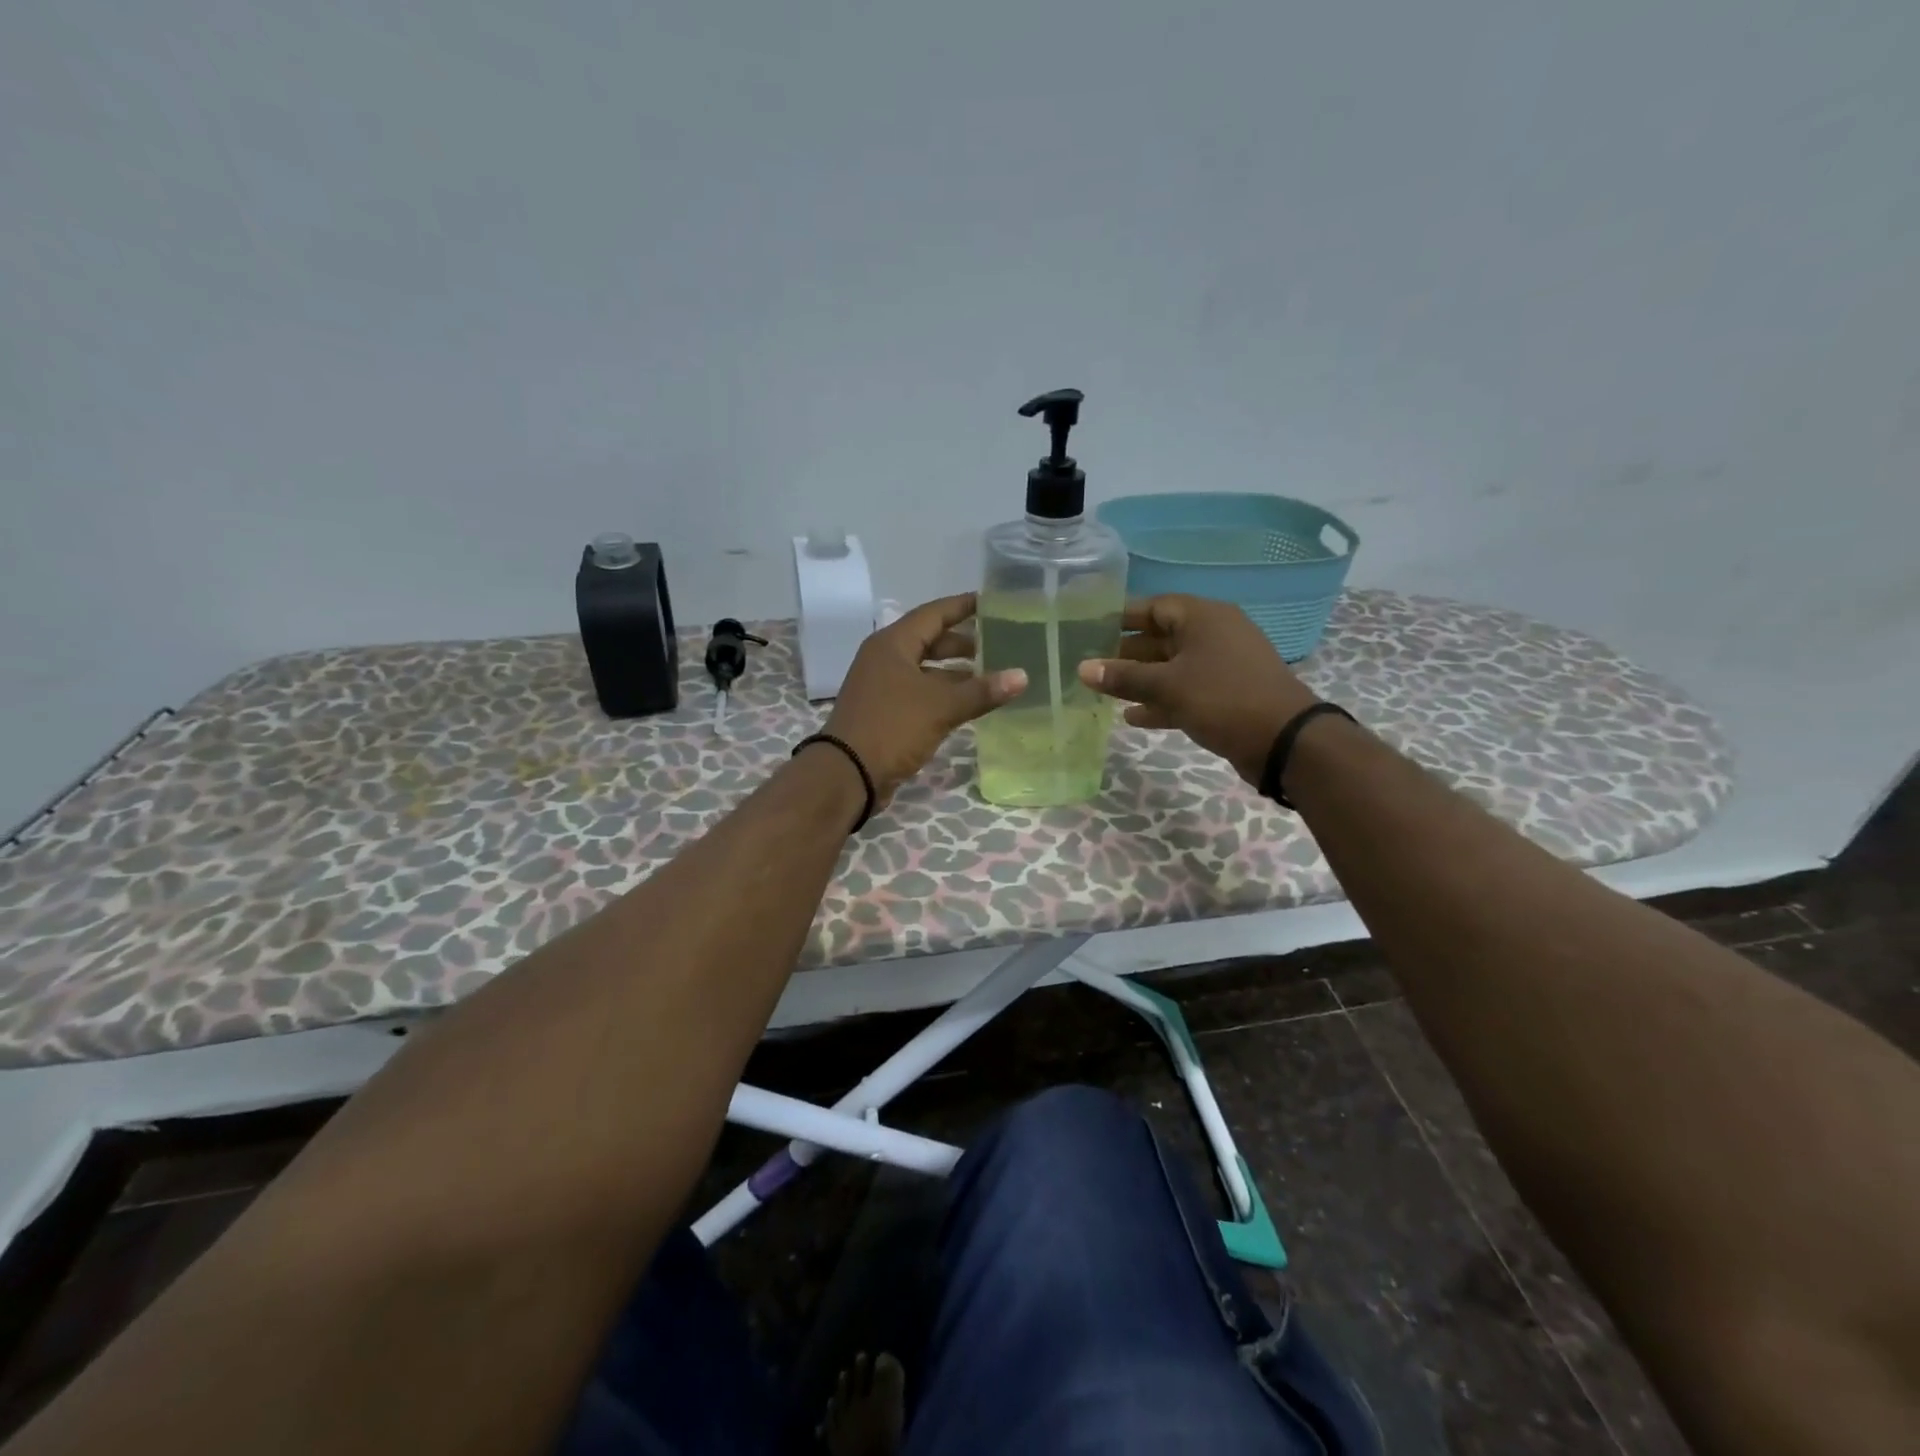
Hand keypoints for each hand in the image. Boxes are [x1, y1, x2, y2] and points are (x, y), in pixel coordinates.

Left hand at [822, 593, 1026, 804]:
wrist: (847, 774)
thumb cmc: (892, 727)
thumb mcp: (941, 706)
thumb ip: (982, 691)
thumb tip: (1022, 676)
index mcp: (893, 644)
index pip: (933, 613)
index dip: (963, 606)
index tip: (993, 602)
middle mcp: (885, 659)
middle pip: (929, 641)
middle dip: (963, 642)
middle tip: (999, 643)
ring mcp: (883, 686)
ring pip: (926, 670)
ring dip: (955, 672)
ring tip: (991, 675)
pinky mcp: (885, 712)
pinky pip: (920, 693)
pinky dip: (943, 694)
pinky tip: (968, 704)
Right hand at [1078, 595, 1319, 785]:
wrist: (1285, 741)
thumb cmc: (1223, 698)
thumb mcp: (1168, 686)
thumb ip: (1124, 677)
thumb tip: (1082, 668)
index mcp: (1203, 618)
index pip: (1153, 607)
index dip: (1120, 617)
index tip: (1087, 629)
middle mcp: (1213, 635)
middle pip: (1160, 638)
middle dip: (1125, 654)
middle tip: (1090, 666)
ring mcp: (1222, 666)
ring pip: (1171, 668)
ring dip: (1140, 681)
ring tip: (1103, 693)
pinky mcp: (1226, 695)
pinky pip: (1185, 691)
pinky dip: (1161, 701)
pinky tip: (1133, 718)